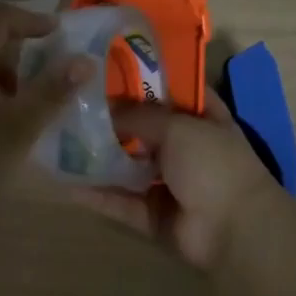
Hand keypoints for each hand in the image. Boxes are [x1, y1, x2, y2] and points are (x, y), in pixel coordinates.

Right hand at [69, 98, 282, 268]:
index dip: (143, 77)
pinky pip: (120, 201)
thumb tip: (105, 109)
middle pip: (143, 127)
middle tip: (73, 101)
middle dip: (112, 117)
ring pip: (128, 165)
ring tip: (61, 138)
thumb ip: (139, 115)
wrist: (235, 230)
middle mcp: (186, 146)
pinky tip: (64, 181)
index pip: (171, 89)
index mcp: (203, 117)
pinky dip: (96, 194)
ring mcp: (169, 182)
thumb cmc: (213, 163)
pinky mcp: (154, 214)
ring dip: (100, 155)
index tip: (107, 66)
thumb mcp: (177, 126)